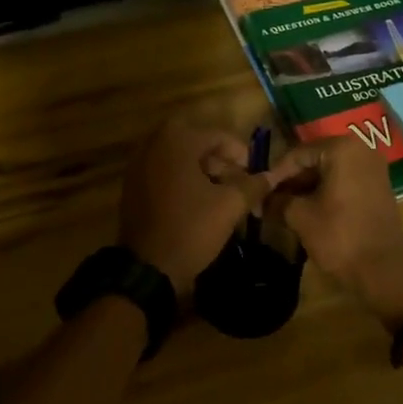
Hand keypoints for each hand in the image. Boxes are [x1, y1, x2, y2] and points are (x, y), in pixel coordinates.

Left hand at [118, 118, 268, 293]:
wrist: (148, 267)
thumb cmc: (192, 228)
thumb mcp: (230, 206)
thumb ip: (253, 185)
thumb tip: (271, 176)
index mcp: (177, 140)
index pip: (219, 136)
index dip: (242, 155)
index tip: (254, 177)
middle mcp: (154, 142)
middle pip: (198, 143)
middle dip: (222, 162)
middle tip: (238, 184)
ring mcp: (139, 163)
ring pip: (180, 157)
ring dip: (203, 170)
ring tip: (221, 195)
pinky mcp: (132, 183)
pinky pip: (164, 171)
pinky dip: (183, 179)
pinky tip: (197, 202)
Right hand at [265, 138, 402, 329]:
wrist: (385, 270)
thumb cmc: (340, 236)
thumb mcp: (300, 217)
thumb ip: (278, 201)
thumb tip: (261, 199)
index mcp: (342, 148)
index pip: (297, 154)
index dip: (275, 175)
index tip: (257, 193)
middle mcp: (361, 149)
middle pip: (313, 160)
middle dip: (290, 183)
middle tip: (267, 202)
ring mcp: (372, 168)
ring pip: (327, 173)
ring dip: (304, 190)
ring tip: (281, 210)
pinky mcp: (376, 187)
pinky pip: (342, 183)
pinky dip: (323, 194)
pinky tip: (304, 212)